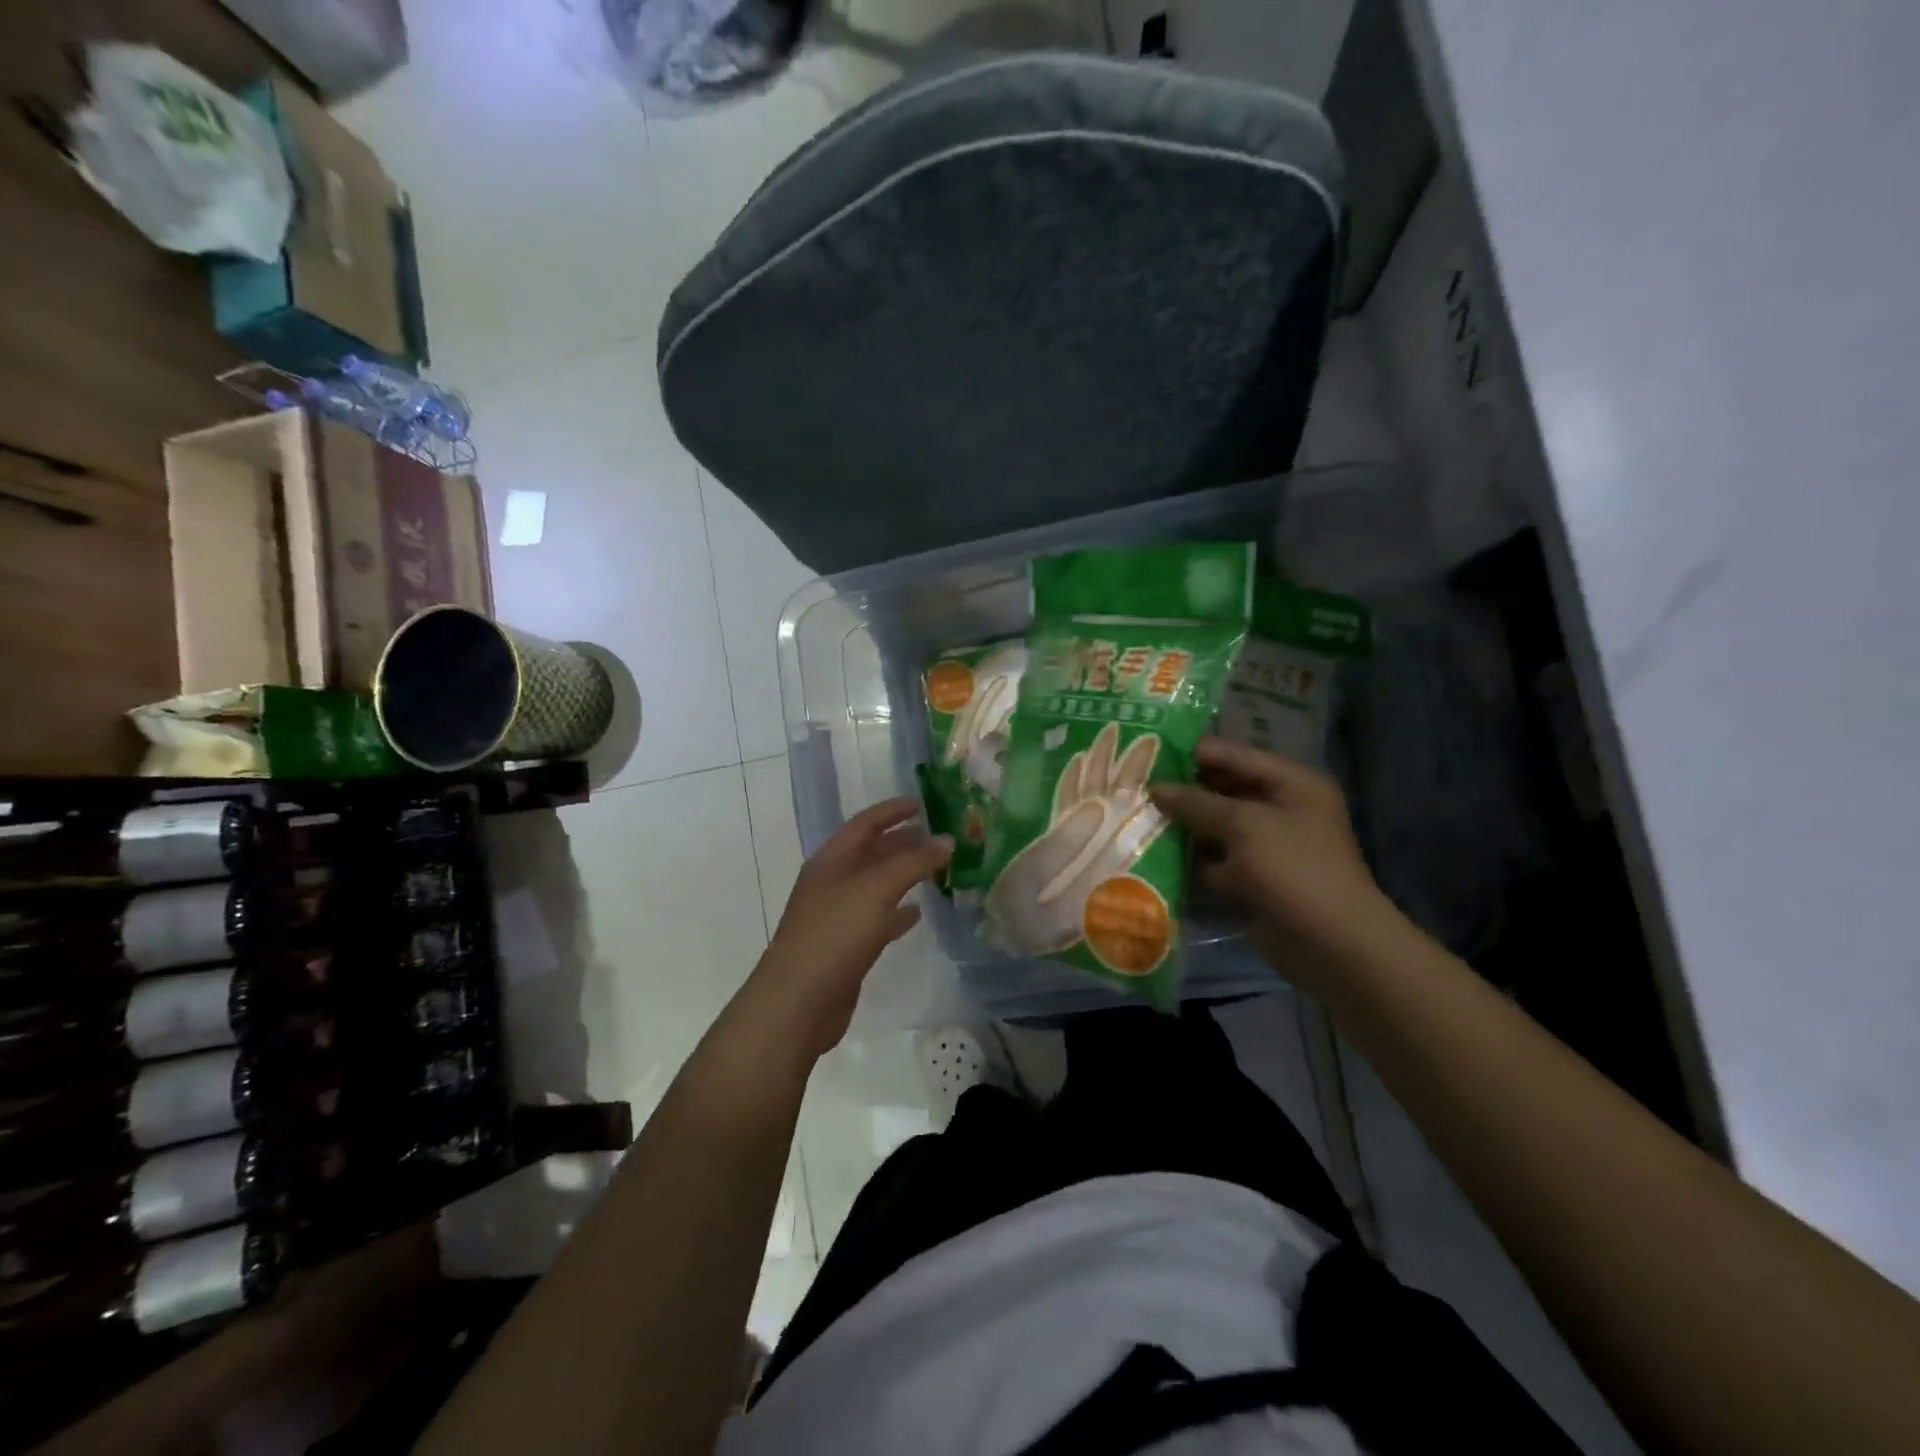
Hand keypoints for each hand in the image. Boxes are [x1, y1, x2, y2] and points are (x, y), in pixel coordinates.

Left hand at [742, 797, 951, 1060]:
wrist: (798, 1001)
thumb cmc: (835, 933)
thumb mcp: (877, 889)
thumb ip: (913, 862)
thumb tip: (946, 839)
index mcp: (831, 860)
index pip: (864, 823)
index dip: (892, 811)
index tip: (921, 804)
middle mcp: (832, 882)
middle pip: (870, 853)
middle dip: (901, 842)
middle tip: (937, 837)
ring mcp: (836, 916)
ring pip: (875, 886)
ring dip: (902, 876)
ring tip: (935, 870)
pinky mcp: (845, 948)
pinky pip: (876, 919)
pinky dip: (897, 912)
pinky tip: (917, 914)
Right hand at [1151, 737, 1401, 987]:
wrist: (1332, 944)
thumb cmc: (1295, 869)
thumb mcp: (1245, 825)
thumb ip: (1198, 803)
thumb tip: (1155, 788)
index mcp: (1291, 783)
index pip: (1234, 755)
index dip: (1192, 753)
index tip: (1146, 752)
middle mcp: (1280, 808)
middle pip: (1222, 790)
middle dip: (1182, 791)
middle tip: (1134, 787)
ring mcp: (1266, 846)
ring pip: (1214, 827)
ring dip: (1181, 826)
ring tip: (1133, 816)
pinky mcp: (1252, 878)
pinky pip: (1214, 860)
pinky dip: (1189, 859)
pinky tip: (1150, 853)